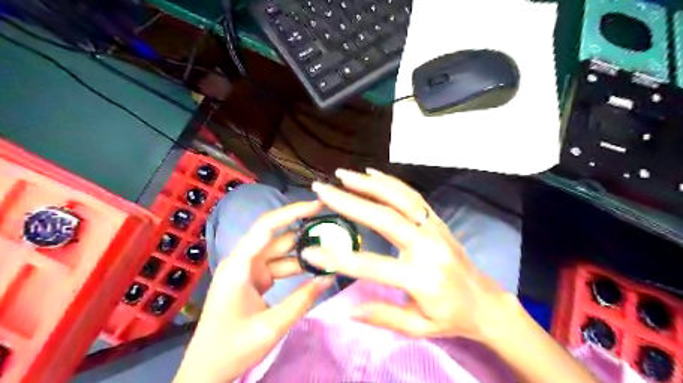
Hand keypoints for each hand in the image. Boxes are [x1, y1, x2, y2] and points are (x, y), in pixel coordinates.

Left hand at [173, 201, 334, 381]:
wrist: (206, 371)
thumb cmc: (230, 348)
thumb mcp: (270, 326)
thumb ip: (302, 300)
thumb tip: (329, 277)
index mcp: (239, 265)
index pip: (268, 226)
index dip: (293, 211)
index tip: (318, 205)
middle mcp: (243, 261)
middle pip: (277, 237)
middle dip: (305, 232)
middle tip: (334, 229)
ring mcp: (249, 270)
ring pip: (281, 252)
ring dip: (304, 252)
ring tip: (332, 250)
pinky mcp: (254, 280)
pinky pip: (279, 266)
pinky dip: (298, 266)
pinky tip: (316, 267)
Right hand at [301, 169, 508, 341]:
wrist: (485, 301)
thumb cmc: (451, 317)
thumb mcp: (418, 328)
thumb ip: (383, 316)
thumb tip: (347, 309)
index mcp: (422, 278)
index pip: (373, 266)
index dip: (340, 259)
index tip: (311, 250)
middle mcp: (429, 247)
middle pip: (385, 218)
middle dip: (349, 203)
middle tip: (322, 190)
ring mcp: (434, 228)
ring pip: (400, 199)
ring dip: (369, 184)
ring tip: (343, 175)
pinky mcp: (437, 220)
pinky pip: (413, 196)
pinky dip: (391, 182)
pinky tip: (372, 174)